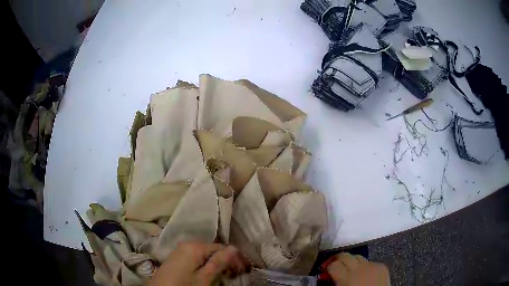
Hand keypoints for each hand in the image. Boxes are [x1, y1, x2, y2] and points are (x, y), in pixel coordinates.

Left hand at [148, 243, 248, 285]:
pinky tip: (210, 273)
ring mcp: (180, 250)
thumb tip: (234, 248)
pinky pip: (196, 257)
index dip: (234, 258)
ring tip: (225, 275)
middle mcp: (187, 244)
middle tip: (235, 273)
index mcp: (194, 246)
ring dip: (216, 263)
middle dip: (225, 261)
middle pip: (212, 250)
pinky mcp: (177, 258)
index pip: (221, 247)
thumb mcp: (204, 278)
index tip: (243, 269)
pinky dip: (205, 264)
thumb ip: (218, 262)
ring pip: (205, 254)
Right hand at [325, 253, 389, 285]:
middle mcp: (360, 268)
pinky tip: (363, 275)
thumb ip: (333, 283)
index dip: (327, 266)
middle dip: (336, 259)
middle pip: (344, 255)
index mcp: (348, 278)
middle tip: (331, 266)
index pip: (333, 264)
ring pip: (357, 257)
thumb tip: (325, 276)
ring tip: (348, 271)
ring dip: (350, 262)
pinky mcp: (382, 266)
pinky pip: (369, 262)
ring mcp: (373, 265)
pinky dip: (363, 267)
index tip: (323, 271)